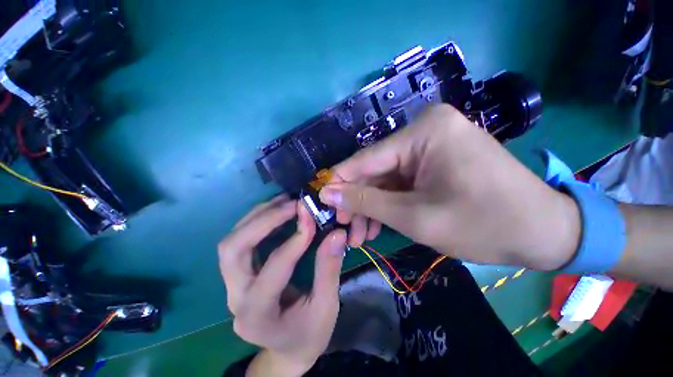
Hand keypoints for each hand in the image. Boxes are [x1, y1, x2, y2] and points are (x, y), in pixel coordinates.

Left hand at [218, 195, 346, 375]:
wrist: (286, 349)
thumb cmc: (308, 334)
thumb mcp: (326, 308)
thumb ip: (329, 270)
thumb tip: (337, 234)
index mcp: (258, 316)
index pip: (273, 269)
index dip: (294, 242)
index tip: (312, 219)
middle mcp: (236, 297)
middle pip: (233, 249)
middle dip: (264, 221)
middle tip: (292, 204)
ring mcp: (232, 284)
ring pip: (232, 241)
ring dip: (259, 216)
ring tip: (285, 201)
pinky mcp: (238, 274)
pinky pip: (240, 239)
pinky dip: (258, 220)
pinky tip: (278, 210)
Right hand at [319, 104, 580, 269]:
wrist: (544, 232)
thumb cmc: (484, 224)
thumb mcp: (415, 217)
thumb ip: (366, 201)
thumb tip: (328, 192)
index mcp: (423, 133)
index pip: (366, 159)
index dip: (340, 181)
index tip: (321, 200)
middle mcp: (425, 130)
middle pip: (376, 169)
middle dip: (358, 200)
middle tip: (345, 227)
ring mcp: (431, 145)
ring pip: (387, 178)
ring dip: (372, 205)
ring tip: (360, 234)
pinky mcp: (436, 160)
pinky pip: (402, 181)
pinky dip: (389, 203)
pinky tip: (378, 223)